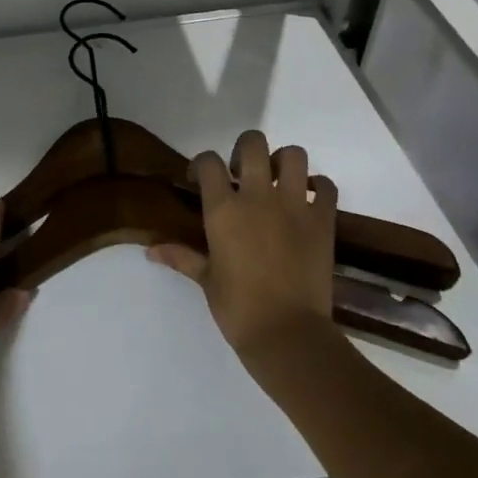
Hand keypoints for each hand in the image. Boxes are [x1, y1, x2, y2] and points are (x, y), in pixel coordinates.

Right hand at [148, 130, 337, 359]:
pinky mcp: (323, 221)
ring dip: (284, 162)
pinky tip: (308, 201)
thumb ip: (181, 256)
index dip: (202, 164)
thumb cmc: (238, 307)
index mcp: (223, 210)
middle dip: (245, 149)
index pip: (208, 162)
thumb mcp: (206, 279)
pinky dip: (318, 187)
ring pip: (294, 156)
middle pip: (253, 144)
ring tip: (277, 181)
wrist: (287, 333)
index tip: (199, 180)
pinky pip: (326, 187)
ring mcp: (295, 206)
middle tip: (242, 173)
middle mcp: (258, 197)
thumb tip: (151, 250)